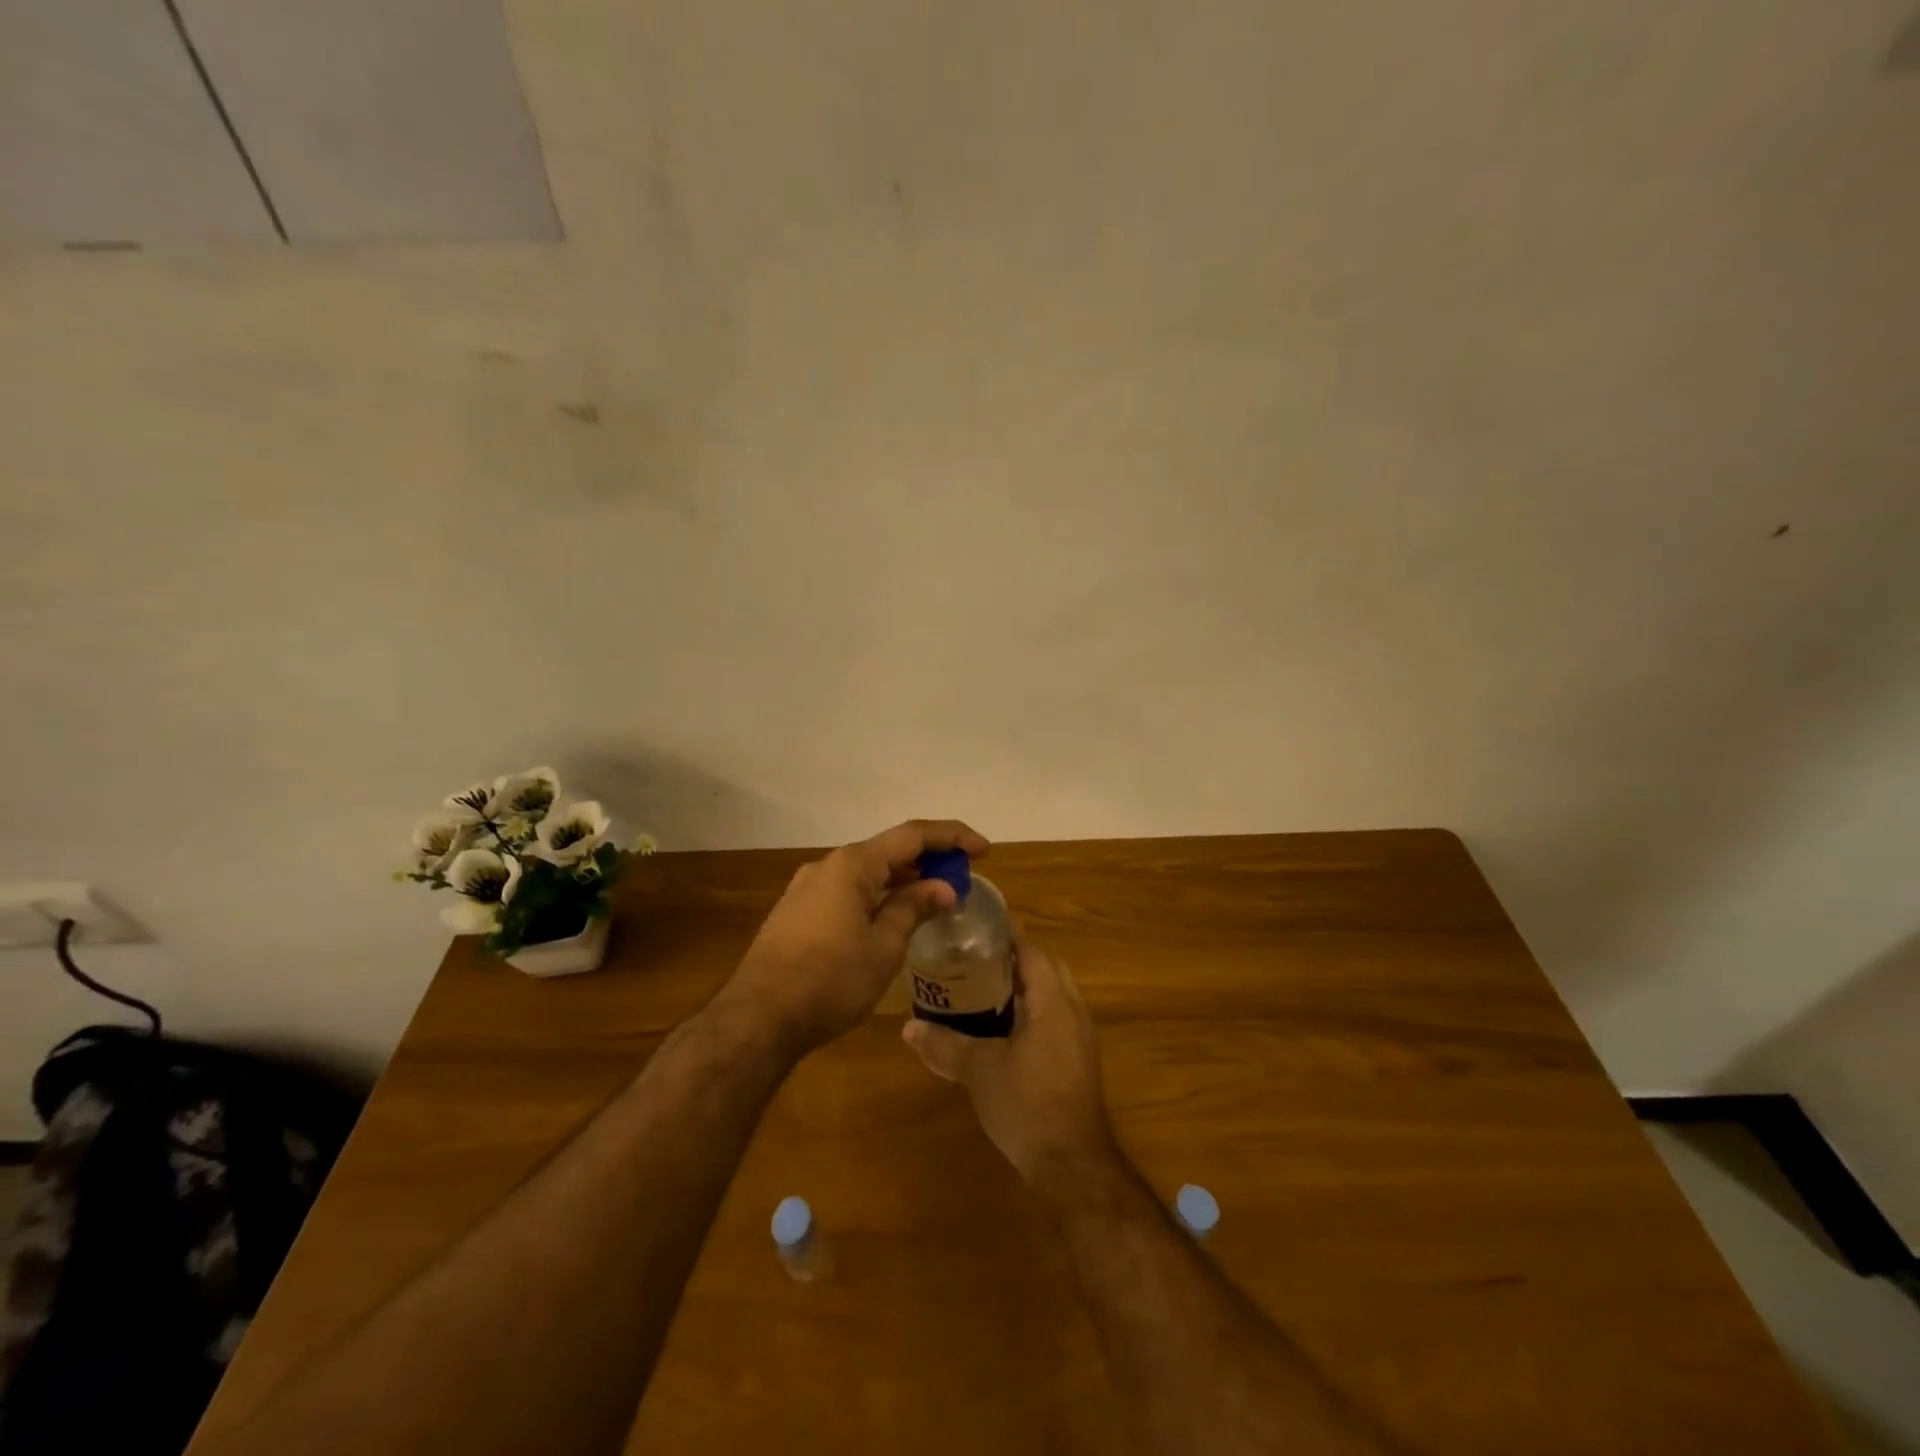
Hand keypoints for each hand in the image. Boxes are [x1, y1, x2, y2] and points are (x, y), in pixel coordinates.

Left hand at [725, 819, 990, 1054]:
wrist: (758, 1019)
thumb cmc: (830, 980)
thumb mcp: (884, 947)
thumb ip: (914, 908)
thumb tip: (943, 888)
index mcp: (852, 865)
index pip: (912, 835)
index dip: (952, 837)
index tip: (984, 849)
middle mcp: (828, 865)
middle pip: (889, 849)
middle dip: (929, 859)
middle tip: (963, 877)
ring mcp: (808, 887)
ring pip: (867, 871)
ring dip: (903, 878)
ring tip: (934, 897)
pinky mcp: (797, 911)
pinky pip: (848, 890)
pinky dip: (878, 894)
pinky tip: (892, 915)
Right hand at [901, 932, 1115, 1189]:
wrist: (1071, 1164)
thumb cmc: (1026, 1104)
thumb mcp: (979, 1071)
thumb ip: (945, 1045)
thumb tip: (909, 1028)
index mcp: (1052, 1001)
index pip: (1033, 952)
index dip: (1008, 937)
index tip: (978, 929)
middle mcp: (1073, 1012)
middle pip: (1047, 970)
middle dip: (1016, 961)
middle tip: (978, 960)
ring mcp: (1081, 1038)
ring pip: (1054, 996)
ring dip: (1027, 988)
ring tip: (986, 990)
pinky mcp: (1080, 1062)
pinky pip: (1058, 1020)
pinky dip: (1035, 1013)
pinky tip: (1006, 1031)